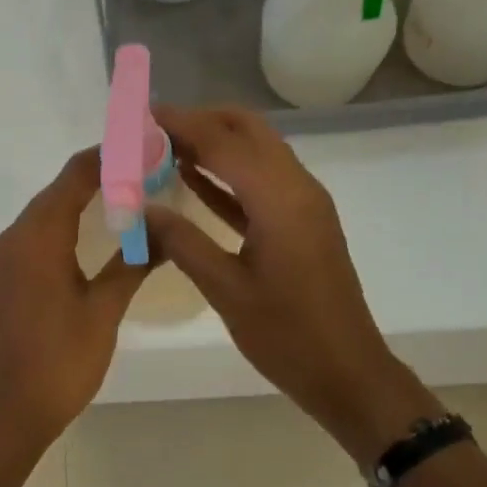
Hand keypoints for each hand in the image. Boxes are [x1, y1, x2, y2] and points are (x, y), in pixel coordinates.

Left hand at [0, 148, 151, 453]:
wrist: (7, 413)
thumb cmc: (59, 361)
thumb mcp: (103, 311)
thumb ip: (134, 264)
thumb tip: (166, 231)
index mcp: (38, 237)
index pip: (75, 176)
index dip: (109, 155)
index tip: (143, 145)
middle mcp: (15, 238)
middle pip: (59, 190)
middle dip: (100, 175)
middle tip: (146, 171)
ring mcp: (6, 260)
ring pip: (47, 213)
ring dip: (83, 200)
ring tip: (128, 196)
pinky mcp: (5, 280)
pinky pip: (37, 237)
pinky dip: (66, 226)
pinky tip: (94, 236)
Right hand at [144, 106, 442, 463]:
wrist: (347, 372)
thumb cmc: (287, 335)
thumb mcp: (226, 290)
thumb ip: (183, 242)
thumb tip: (142, 207)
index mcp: (280, 199)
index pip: (223, 142)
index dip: (180, 124)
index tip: (140, 114)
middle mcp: (297, 187)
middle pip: (247, 131)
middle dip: (200, 122)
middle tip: (151, 130)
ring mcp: (303, 204)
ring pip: (255, 152)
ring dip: (214, 143)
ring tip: (162, 147)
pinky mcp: (301, 223)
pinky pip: (260, 183)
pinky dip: (227, 174)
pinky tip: (190, 178)